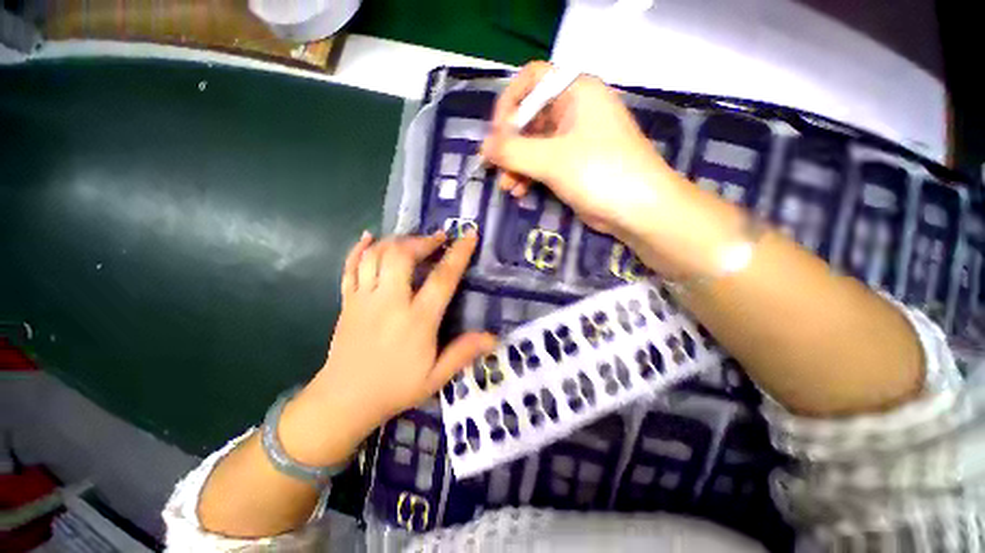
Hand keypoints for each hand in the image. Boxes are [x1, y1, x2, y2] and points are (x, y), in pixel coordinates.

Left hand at [279, 231, 495, 465]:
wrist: (345, 401)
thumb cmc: (395, 388)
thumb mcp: (436, 377)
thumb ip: (463, 353)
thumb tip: (494, 337)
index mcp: (417, 320)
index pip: (442, 278)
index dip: (458, 254)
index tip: (469, 235)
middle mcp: (390, 302)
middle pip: (402, 255)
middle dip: (422, 241)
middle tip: (437, 239)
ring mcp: (364, 299)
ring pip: (376, 255)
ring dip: (397, 241)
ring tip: (413, 241)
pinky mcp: (347, 301)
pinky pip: (350, 266)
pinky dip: (359, 248)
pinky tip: (369, 237)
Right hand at [480, 61, 739, 278]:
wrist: (639, 210)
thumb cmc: (599, 173)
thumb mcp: (552, 160)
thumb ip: (513, 152)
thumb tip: (483, 148)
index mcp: (576, 92)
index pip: (531, 81)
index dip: (508, 104)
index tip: (496, 135)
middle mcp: (575, 110)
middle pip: (530, 117)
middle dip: (509, 145)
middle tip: (494, 167)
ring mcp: (575, 140)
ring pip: (534, 145)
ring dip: (517, 165)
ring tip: (507, 186)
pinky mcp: (574, 165)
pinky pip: (544, 164)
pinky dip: (529, 176)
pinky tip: (519, 192)